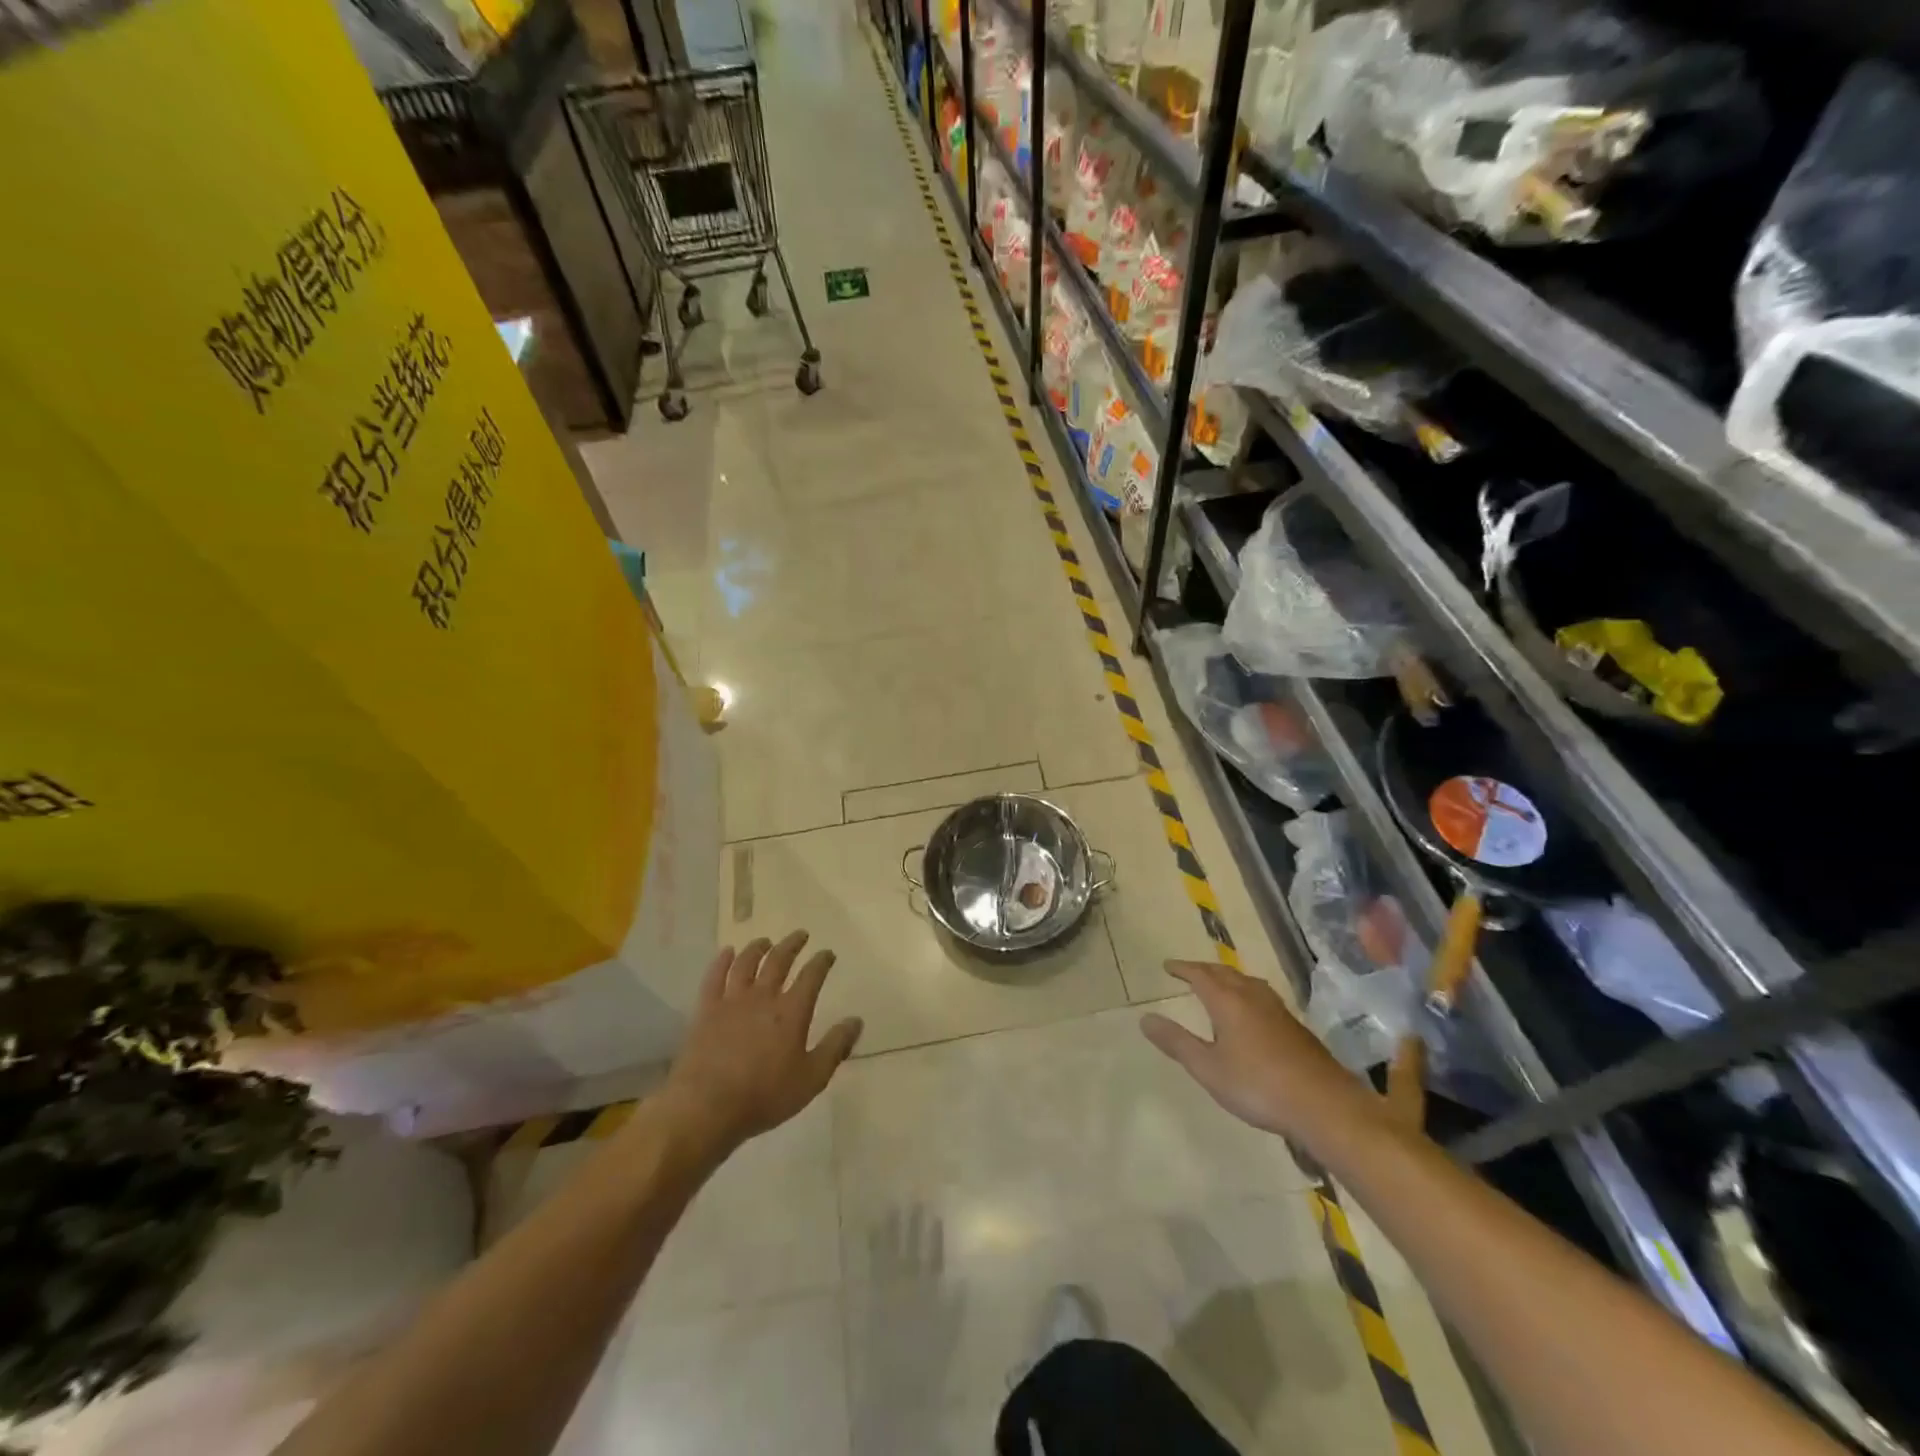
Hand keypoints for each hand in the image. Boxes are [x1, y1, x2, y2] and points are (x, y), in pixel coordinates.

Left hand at [660, 932, 862, 1156]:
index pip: (811, 976)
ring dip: (758, 948)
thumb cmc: (764, 1096)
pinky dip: (722, 961)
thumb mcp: (812, 1078)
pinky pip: (714, 977)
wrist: (707, 1108)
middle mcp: (763, 997)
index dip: (821, 962)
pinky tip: (726, 952)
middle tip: (801, 935)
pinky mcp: (706, 1010)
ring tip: (765, 941)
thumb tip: (856, 1020)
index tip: (827, 953)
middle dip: (792, 945)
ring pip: (746, 963)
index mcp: (791, 1012)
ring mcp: (732, 1001)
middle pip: (779, 961)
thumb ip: (835, 1047)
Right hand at [1140, 960, 1374, 1144]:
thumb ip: (1177, 1043)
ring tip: (1219, 983)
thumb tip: (1145, 1018)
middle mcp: (1253, 997)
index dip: (1183, 969)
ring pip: (1248, 982)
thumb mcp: (1208, 1069)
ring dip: (1229, 978)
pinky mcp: (1295, 1027)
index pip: (1200, 975)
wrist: (1323, 1104)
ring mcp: (1278, 1011)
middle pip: (1225, 973)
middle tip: (1189, 971)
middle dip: (1205, 969)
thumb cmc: (1258, 1086)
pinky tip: (1252, 1011)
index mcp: (1228, 1002)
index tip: (1168, 966)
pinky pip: (1263, 996)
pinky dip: (1247, 992)